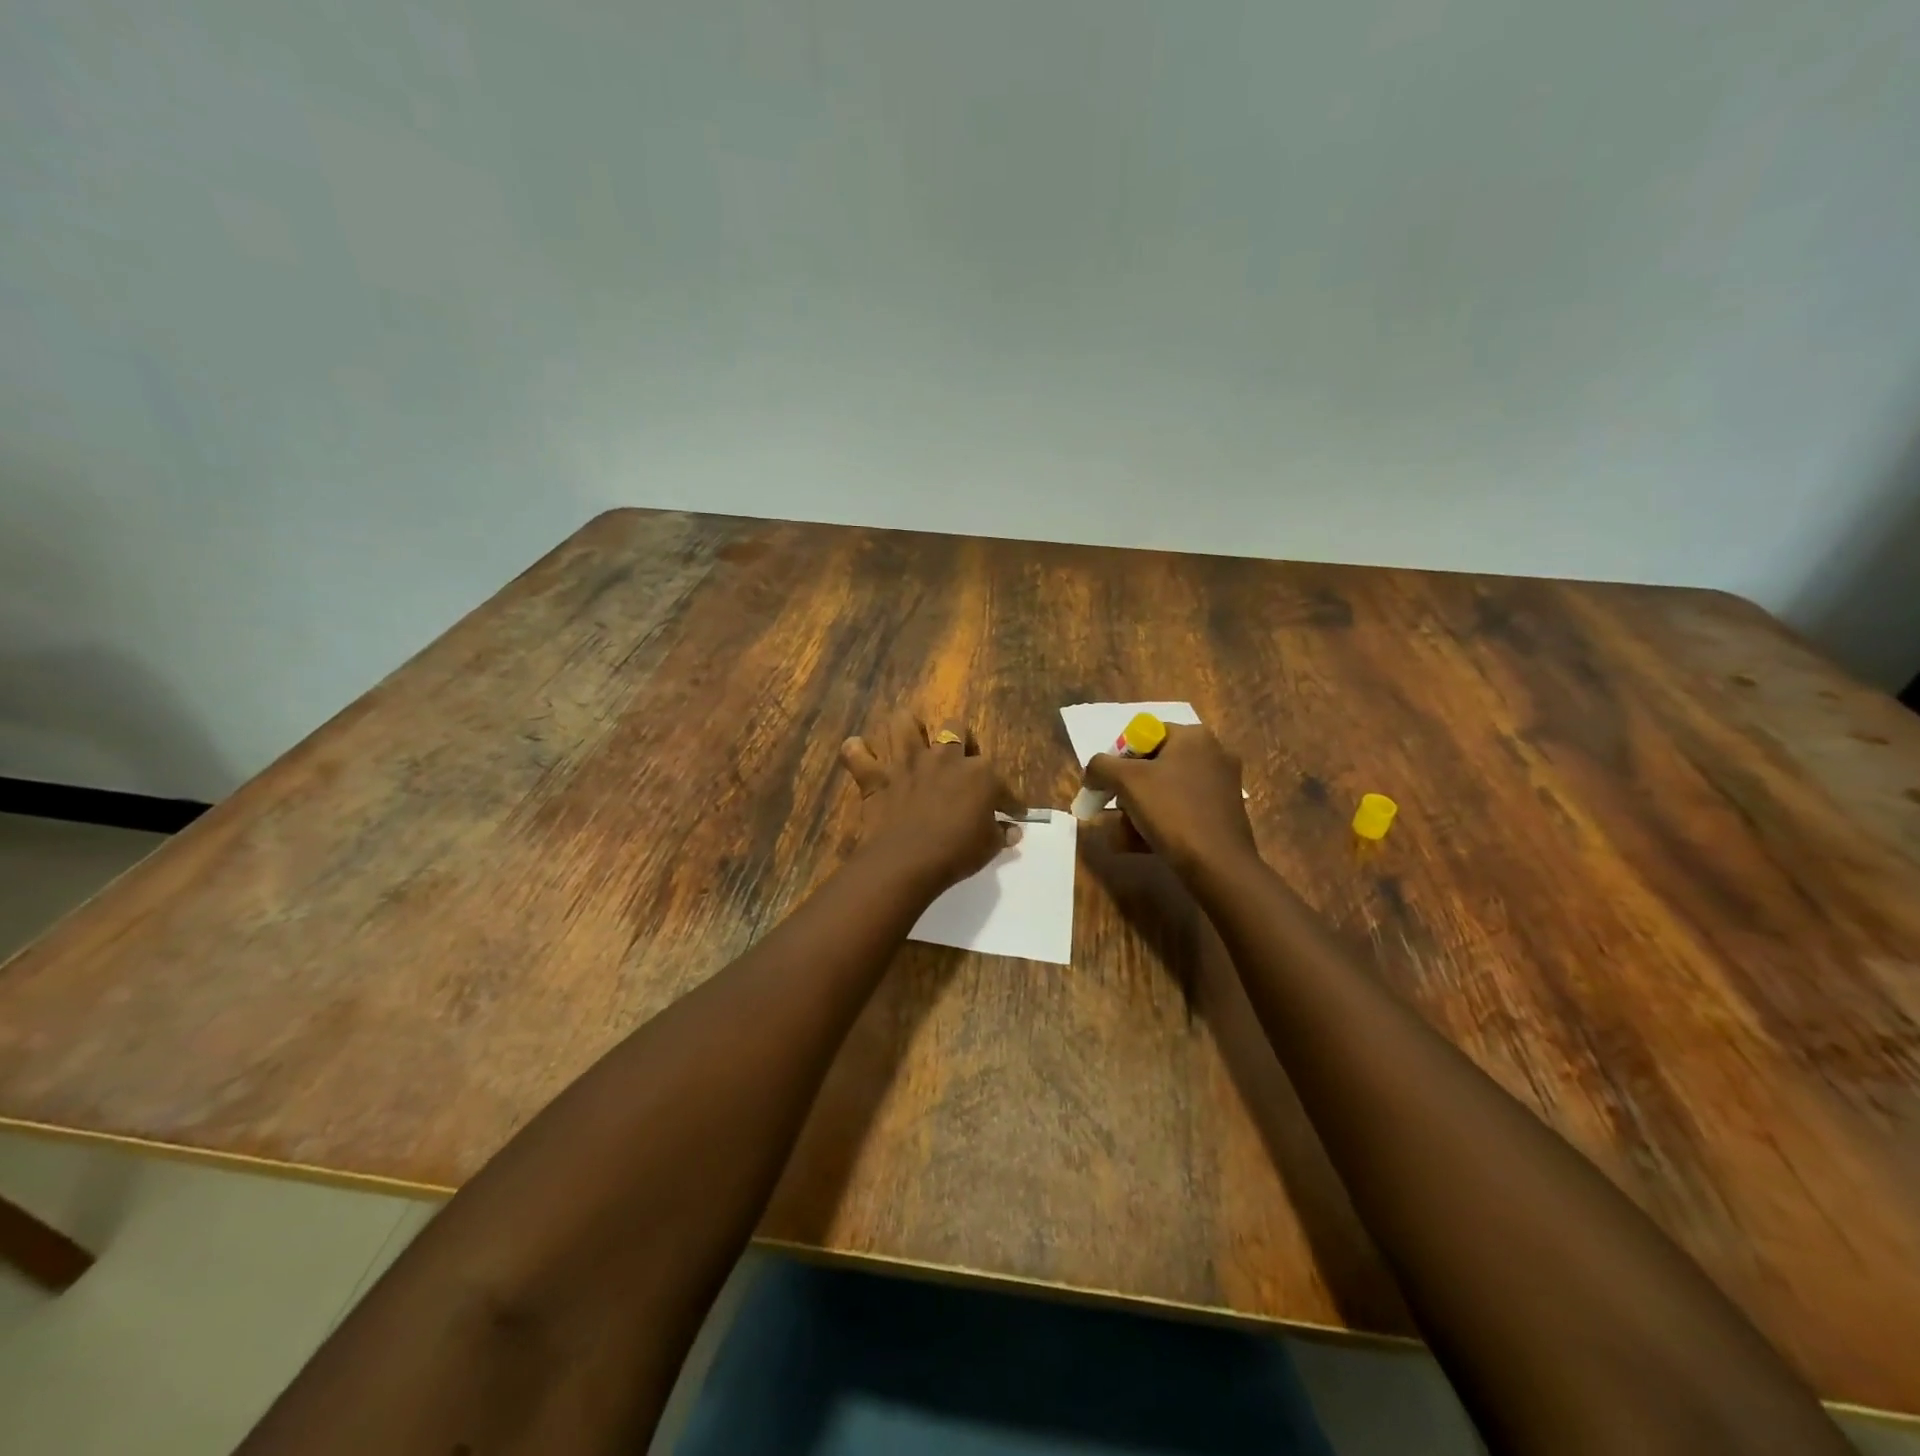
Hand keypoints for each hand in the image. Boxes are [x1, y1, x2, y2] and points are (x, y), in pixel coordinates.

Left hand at [839, 710, 1024, 892]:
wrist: (908, 860)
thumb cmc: (957, 853)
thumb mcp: (989, 847)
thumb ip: (1001, 834)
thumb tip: (1013, 831)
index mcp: (979, 773)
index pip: (1001, 782)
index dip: (1008, 800)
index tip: (1011, 812)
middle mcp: (944, 757)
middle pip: (954, 729)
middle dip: (958, 739)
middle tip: (956, 761)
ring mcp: (907, 762)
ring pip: (904, 723)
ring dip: (907, 729)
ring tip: (910, 741)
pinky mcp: (877, 776)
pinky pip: (857, 753)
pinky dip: (857, 753)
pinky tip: (860, 754)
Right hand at [1082, 723, 1258, 878]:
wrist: (1218, 865)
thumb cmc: (1172, 811)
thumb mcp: (1126, 781)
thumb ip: (1100, 766)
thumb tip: (1092, 772)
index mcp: (1193, 736)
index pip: (1144, 735)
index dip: (1119, 758)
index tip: (1107, 784)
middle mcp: (1212, 753)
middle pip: (1153, 764)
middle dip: (1128, 789)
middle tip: (1114, 809)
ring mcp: (1221, 785)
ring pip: (1165, 790)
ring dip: (1138, 809)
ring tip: (1123, 833)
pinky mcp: (1223, 813)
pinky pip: (1181, 809)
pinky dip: (1160, 822)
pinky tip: (1140, 843)